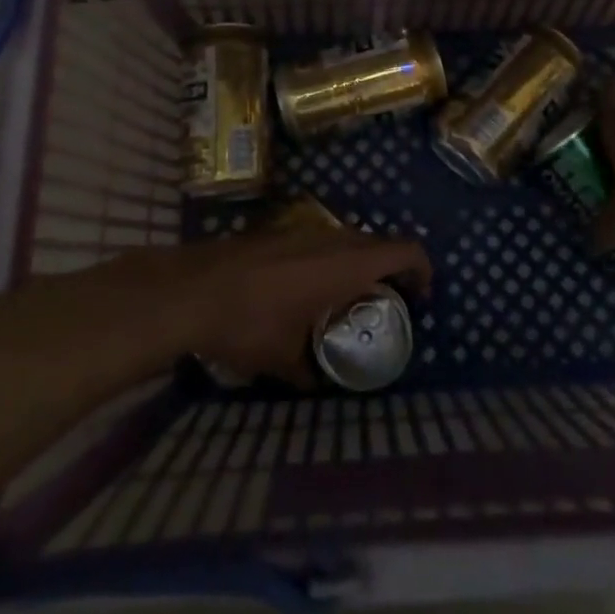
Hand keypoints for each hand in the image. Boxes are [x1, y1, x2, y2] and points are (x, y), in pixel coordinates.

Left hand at [162, 222, 431, 387]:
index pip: (405, 250)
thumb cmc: (249, 323)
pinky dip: (329, 259)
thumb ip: (312, 372)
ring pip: (347, 239)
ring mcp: (302, 229)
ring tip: (347, 300)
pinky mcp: (278, 231)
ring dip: (358, 263)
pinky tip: (306, 289)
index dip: (422, 269)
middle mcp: (331, 238)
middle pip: (378, 242)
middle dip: (391, 270)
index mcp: (346, 264)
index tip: (420, 298)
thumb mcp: (286, 360)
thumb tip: (321, 384)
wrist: (192, 289)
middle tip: (387, 305)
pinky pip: (320, 240)